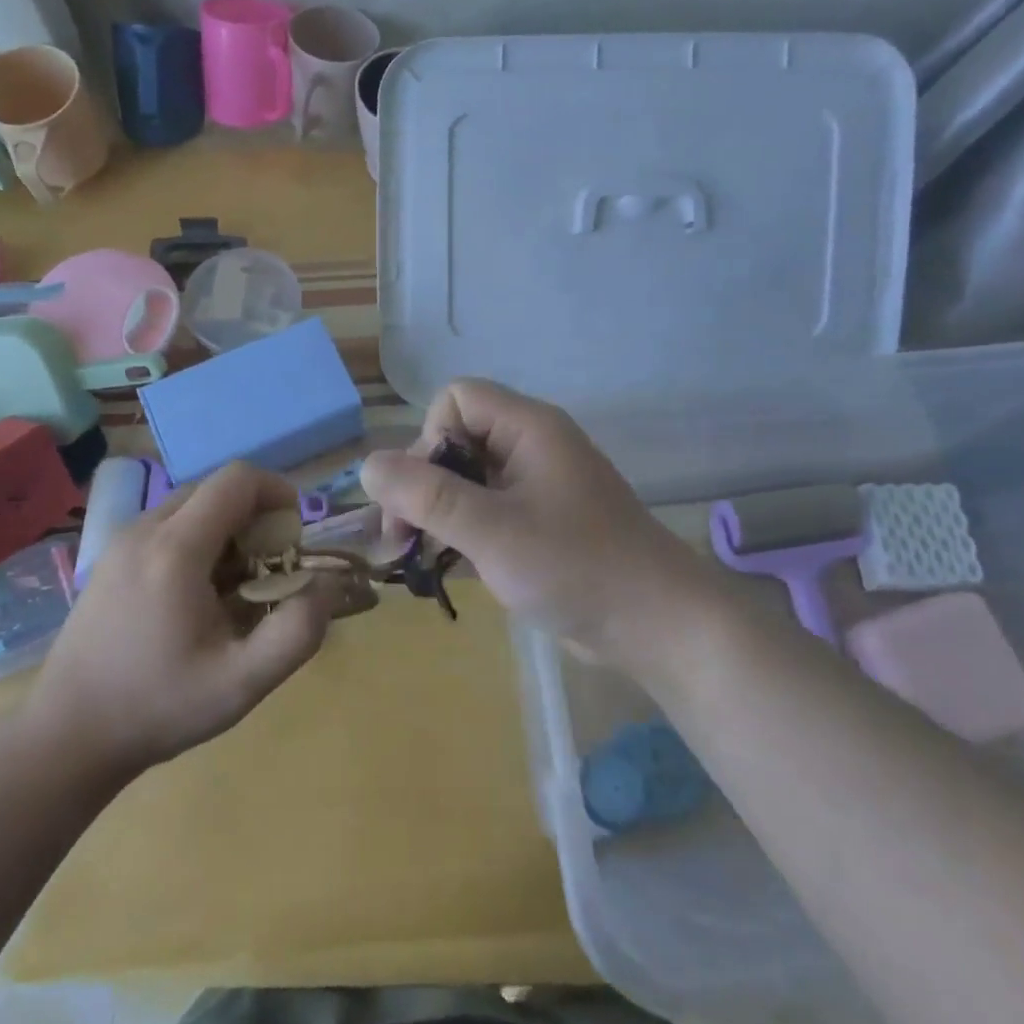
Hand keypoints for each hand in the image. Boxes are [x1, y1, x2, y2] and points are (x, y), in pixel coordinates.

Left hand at [23, 464, 329, 774]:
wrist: (66, 737)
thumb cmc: (158, 707)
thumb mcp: (242, 683)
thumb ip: (297, 631)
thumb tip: (328, 584)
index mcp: (176, 548)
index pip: (237, 479)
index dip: (278, 492)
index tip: (295, 537)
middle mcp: (145, 530)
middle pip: (215, 488)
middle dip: (255, 515)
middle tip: (270, 567)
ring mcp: (121, 542)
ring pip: (190, 505)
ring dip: (227, 528)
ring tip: (236, 585)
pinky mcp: (110, 559)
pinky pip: (167, 526)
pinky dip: (197, 540)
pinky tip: (196, 595)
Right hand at [361, 379, 715, 669]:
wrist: (657, 624)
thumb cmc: (576, 567)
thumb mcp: (492, 531)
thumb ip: (427, 496)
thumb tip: (366, 464)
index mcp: (528, 428)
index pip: (457, 398)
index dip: (429, 437)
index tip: (426, 493)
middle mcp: (532, 447)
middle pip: (456, 440)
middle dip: (422, 484)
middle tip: (401, 539)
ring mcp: (538, 487)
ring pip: (467, 480)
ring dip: (435, 513)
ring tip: (413, 557)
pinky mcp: (540, 523)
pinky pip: (486, 511)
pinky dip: (461, 533)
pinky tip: (445, 568)